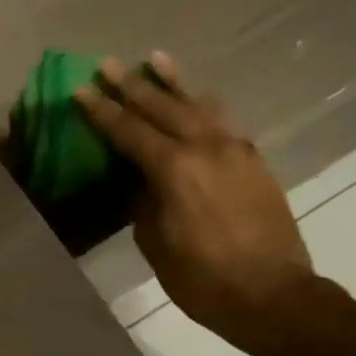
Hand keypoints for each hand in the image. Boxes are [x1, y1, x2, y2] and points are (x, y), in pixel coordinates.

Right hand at [75, 53, 315, 341]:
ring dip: (174, 84)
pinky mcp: (254, 162)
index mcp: (174, 169)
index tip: (81, 90)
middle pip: (163, 107)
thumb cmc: (203, 279)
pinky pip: (222, 123)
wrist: (274, 296)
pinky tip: (197, 100)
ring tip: (156, 59)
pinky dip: (203, 107)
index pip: (129, 131)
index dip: (102, 111)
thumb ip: (143, 203)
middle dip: (132, 86)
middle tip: (109, 65)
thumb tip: (138, 181)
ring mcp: (235, 151)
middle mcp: (205, 148)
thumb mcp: (156, 244)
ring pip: (198, 106)